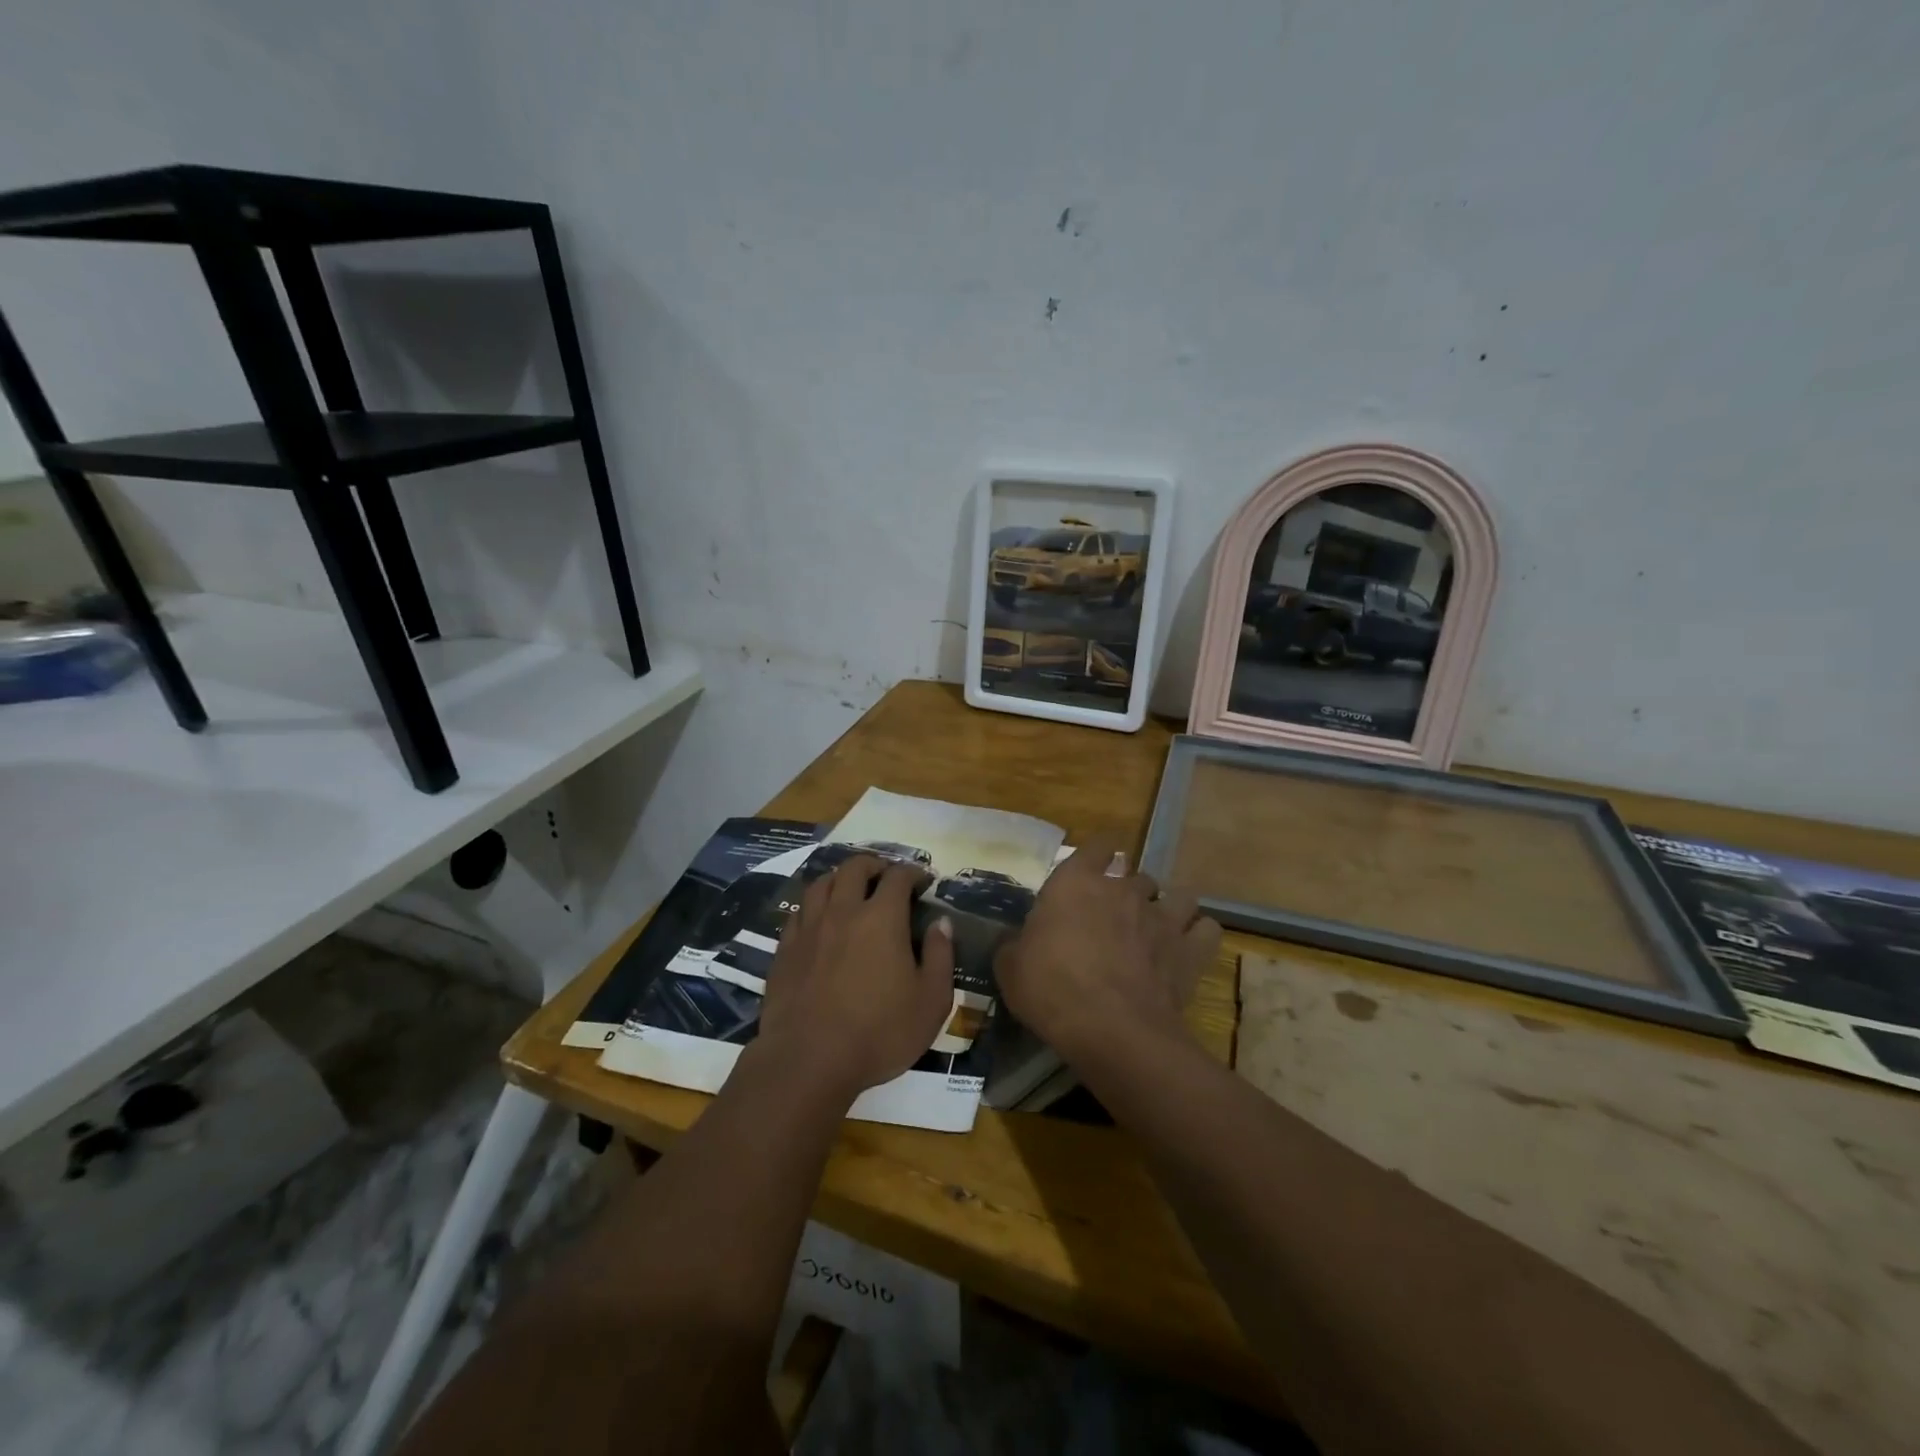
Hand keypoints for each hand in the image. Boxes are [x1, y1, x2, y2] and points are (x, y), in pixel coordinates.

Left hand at [755, 854, 956, 1101]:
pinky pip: (798, 912)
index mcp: (882, 918)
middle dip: (874, 865)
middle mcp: (843, 911)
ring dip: (839, 878)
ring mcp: (809, 929)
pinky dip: (813, 905)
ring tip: (850, 889)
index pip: (898, 877)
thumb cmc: (879, 1033)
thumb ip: (940, 956)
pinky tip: (819, 919)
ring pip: (821, 884)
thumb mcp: (930, 1002)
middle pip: (854, 868)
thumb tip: (940, 923)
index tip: (923, 881)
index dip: (913, 873)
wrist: (808, 1061)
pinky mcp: (785, 950)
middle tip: (885, 876)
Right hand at [995, 840, 1220, 1067]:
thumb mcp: (1011, 968)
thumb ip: (1016, 946)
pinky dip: (1199, 937)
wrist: (1110, 1028)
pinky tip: (1187, 950)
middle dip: (1131, 892)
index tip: (1096, 866)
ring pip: (1178, 895)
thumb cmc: (1051, 989)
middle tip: (1117, 919)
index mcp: (1076, 882)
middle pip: (1137, 875)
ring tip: (1158, 931)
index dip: (1100, 854)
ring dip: (1169, 908)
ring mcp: (1161, 916)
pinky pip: (1207, 929)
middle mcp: (1123, 889)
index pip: (1098, 845)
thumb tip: (1017, 943)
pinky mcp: (1190, 949)